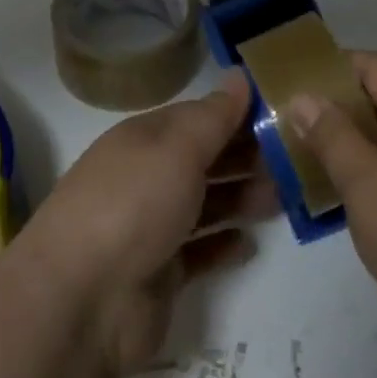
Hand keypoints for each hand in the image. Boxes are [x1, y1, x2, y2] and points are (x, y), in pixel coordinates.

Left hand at [18, 72, 277, 377]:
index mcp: (145, 139)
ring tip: (282, 198)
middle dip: (246, 157)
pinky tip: (250, 243)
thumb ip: (214, 116)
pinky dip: (223, 245)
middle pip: (204, 160)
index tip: (284, 114)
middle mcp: (147, 177)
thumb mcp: (177, 148)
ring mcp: (151, 227)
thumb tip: (240, 76)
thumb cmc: (132, 205)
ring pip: (206, 204)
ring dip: (241, 198)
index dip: (238, 114)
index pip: (198, 117)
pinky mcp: (160, 274)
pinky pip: (200, 252)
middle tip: (295, 159)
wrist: (80, 301)